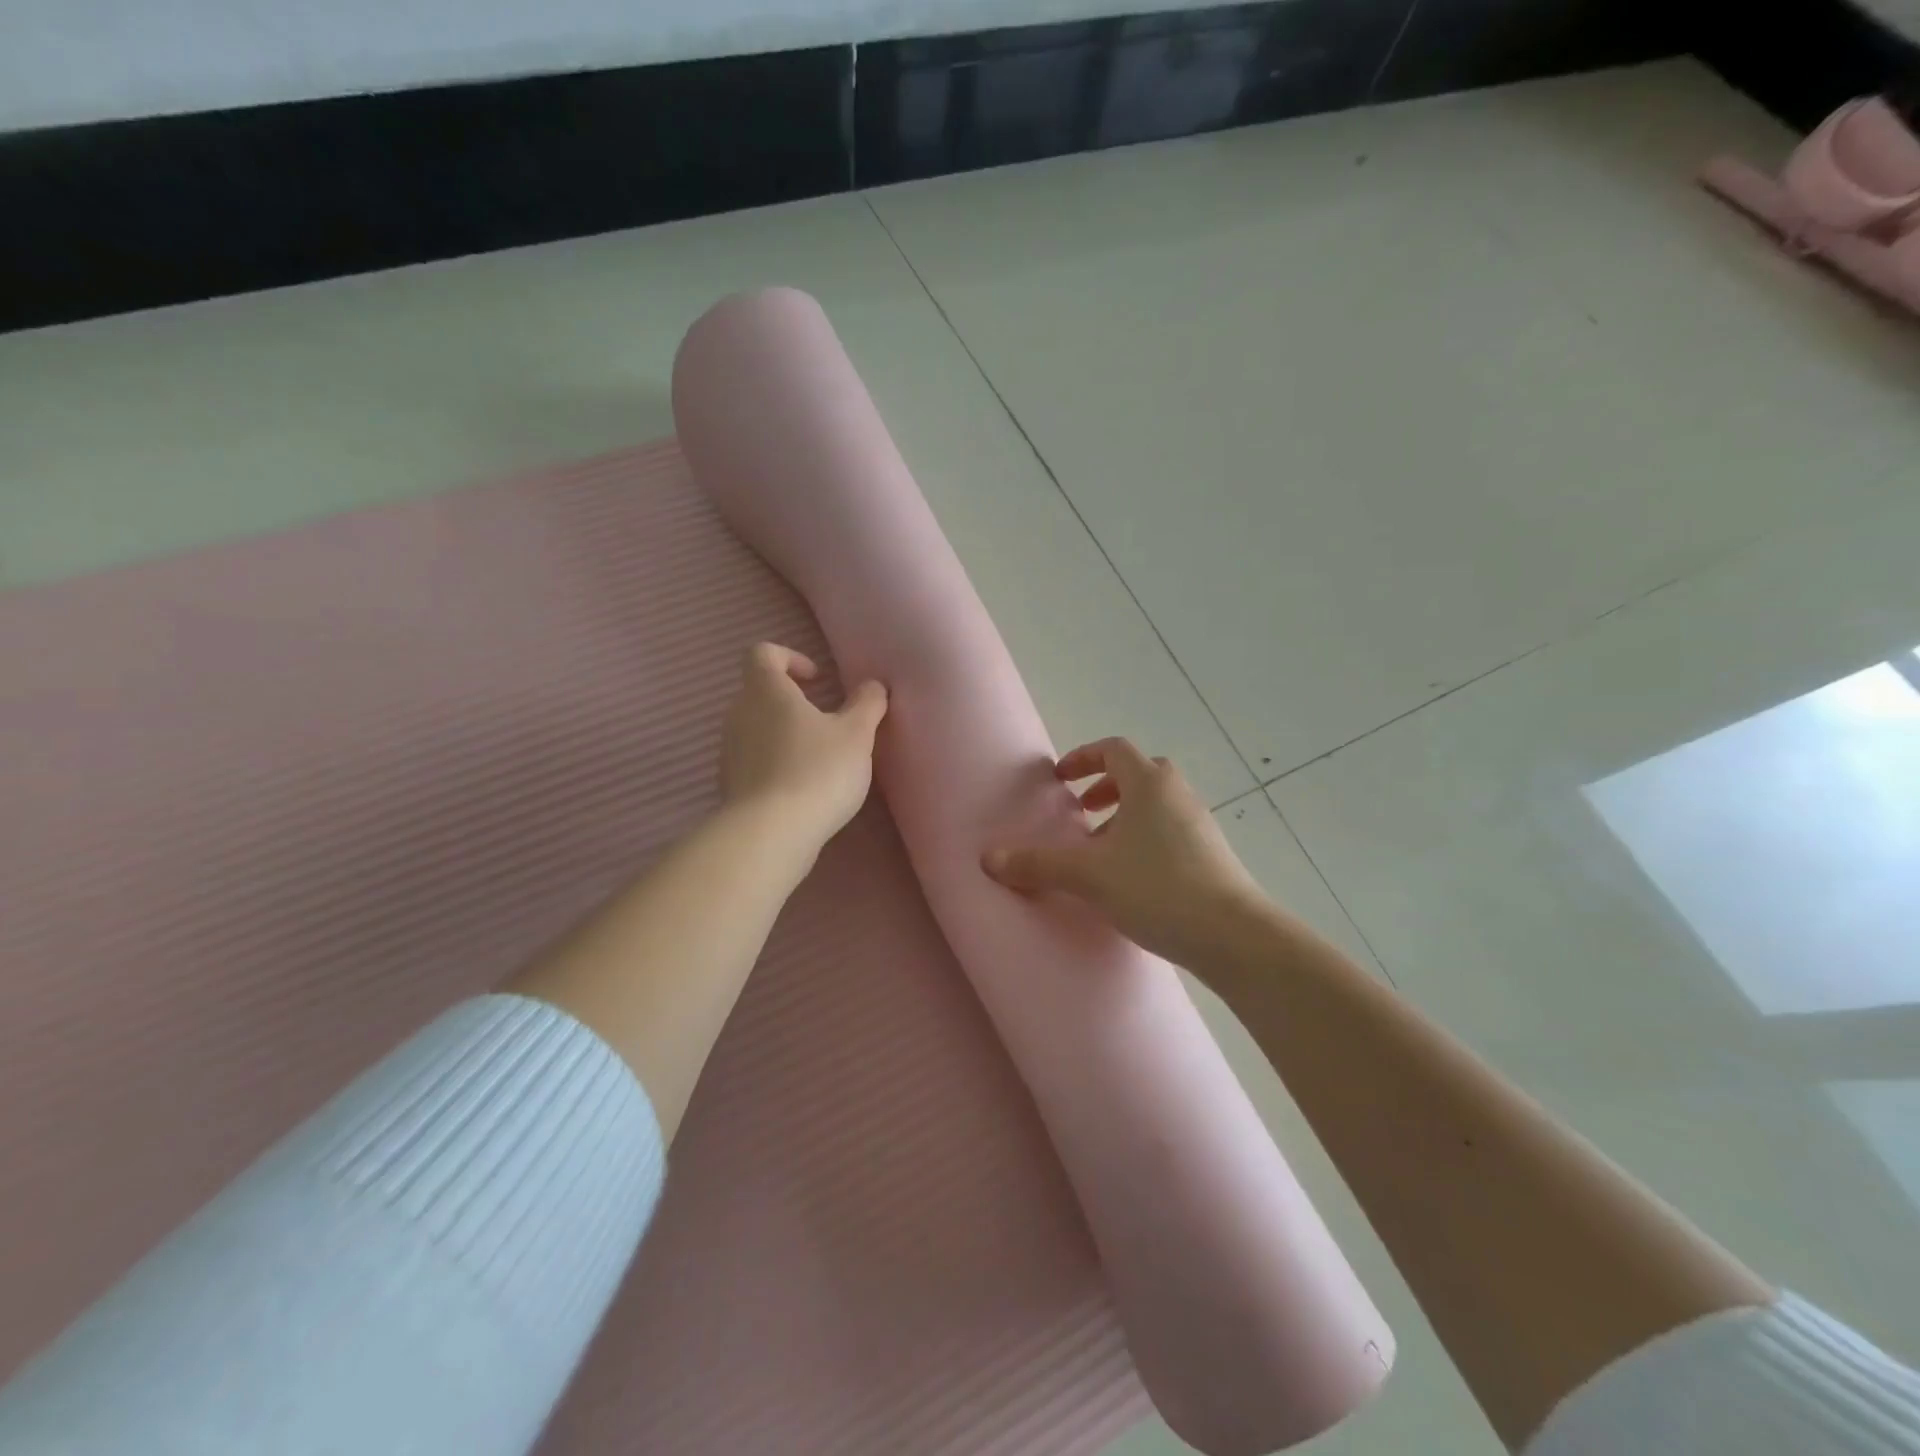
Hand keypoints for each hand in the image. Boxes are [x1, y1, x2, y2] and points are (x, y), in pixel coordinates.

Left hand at [719, 643, 887, 856]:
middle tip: (824, 718)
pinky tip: (800, 786)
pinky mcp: (729, 784)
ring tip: (816, 756)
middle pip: (758, 691)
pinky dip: (774, 762)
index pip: (762, 653)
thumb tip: (874, 684)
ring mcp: (729, 750)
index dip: (790, 657)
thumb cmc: (817, 771)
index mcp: (766, 691)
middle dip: (790, 699)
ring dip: (782, 732)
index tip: (817, 679)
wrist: (771, 834)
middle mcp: (739, 714)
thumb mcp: (856, 735)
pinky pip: (752, 759)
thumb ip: (867, 704)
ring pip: (755, 727)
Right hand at [983, 738, 1269, 973]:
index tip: (1061, 780)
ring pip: (1157, 804)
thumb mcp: (1088, 875)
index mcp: (1149, 784)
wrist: (1232, 935)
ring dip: (1127, 816)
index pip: (1114, 750)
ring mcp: (1199, 824)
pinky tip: (1133, 878)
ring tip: (1103, 852)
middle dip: (1107, 787)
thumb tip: (988, 858)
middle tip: (1083, 813)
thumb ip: (1038, 864)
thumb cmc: (1157, 888)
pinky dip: (1146, 838)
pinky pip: (1171, 830)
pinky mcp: (1212, 854)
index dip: (1083, 758)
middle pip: (1140, 773)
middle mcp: (1178, 794)